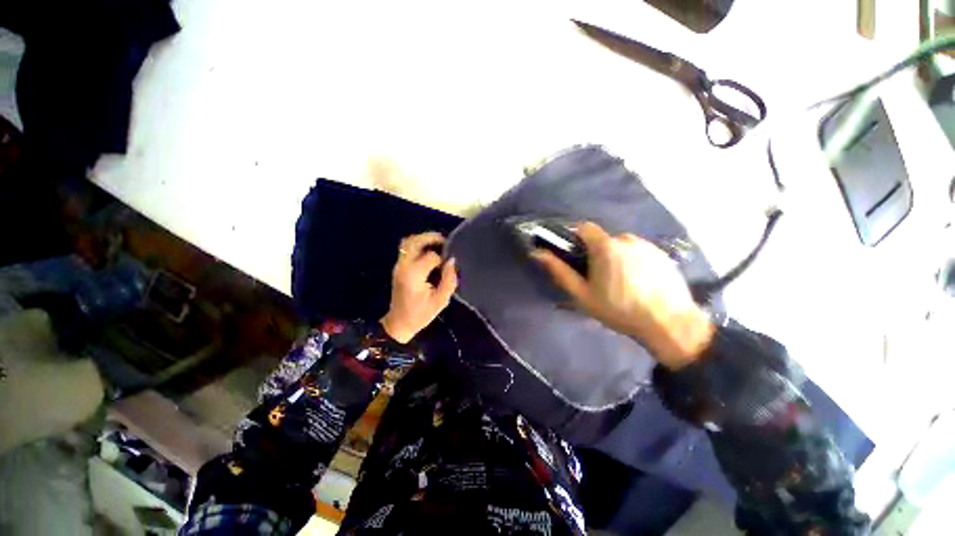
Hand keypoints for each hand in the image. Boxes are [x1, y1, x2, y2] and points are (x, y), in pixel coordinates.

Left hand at [380, 232, 457, 343]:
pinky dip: (418, 244)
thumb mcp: (440, 301)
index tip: (449, 266)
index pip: (431, 256)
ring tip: (438, 243)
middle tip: (445, 241)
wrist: (399, 323)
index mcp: (414, 274)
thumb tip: (452, 261)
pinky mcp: (398, 267)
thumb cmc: (421, 314)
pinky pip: (406, 248)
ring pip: (408, 242)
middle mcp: (403, 266)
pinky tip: (430, 251)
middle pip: (414, 241)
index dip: (443, 259)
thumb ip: (449, 280)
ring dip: (423, 239)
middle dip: (431, 237)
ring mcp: (398, 265)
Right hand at [533, 222, 713, 369]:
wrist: (669, 324)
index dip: (575, 237)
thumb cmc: (619, 310)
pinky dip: (631, 261)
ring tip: (619, 283)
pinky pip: (638, 251)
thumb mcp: (582, 294)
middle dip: (595, 253)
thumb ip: (559, 271)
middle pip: (602, 239)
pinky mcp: (662, 254)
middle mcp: (627, 239)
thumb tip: (537, 253)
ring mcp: (647, 245)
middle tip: (596, 277)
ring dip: (614, 257)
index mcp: (605, 246)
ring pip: (620, 245)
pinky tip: (637, 283)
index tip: (573, 255)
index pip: (584, 227)